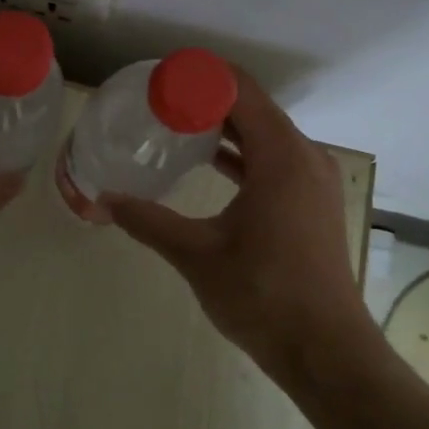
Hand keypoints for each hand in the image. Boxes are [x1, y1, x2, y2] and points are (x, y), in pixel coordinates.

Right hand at [105, 70, 371, 381]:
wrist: (325, 351)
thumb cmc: (262, 294)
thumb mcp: (196, 254)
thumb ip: (147, 220)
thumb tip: (103, 199)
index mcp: (281, 156)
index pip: (241, 90)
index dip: (200, 76)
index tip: (160, 78)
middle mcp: (304, 157)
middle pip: (253, 108)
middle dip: (207, 98)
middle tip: (159, 99)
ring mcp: (313, 181)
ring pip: (265, 134)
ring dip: (225, 126)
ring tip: (176, 123)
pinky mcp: (311, 202)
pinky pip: (274, 159)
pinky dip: (242, 152)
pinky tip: (208, 161)